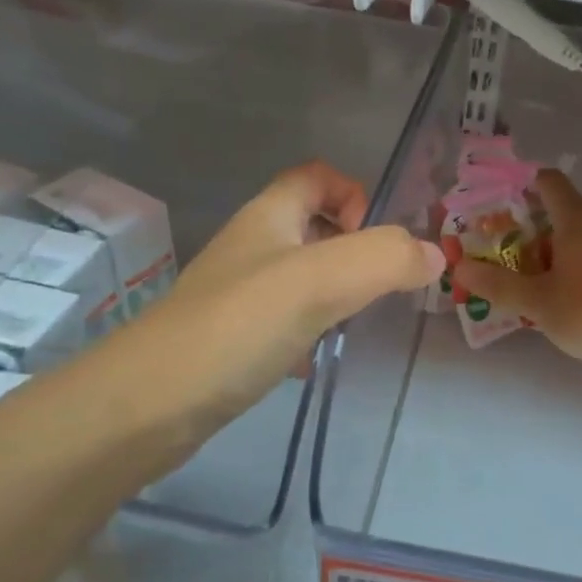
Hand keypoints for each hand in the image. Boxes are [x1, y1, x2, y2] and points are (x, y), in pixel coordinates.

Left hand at [94, 162, 443, 447]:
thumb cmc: (237, 326)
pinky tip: (313, 359)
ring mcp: (237, 294)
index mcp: (268, 216)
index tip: (372, 240)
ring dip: (335, 292)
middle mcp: (251, 247)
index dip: (353, 193)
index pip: (316, 175)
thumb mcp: (319, 281)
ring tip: (352, 324)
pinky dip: (309, 331)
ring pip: (301, 276)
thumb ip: (384, 260)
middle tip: (377, 287)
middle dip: (353, 248)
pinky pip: (284, 320)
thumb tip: (434, 256)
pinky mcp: (231, 338)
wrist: (147, 405)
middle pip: (313, 225)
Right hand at [456, 169, 581, 367]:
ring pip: (580, 232)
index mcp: (576, 217)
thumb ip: (496, 284)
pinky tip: (560, 290)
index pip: (549, 182)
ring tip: (526, 272)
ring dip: (553, 245)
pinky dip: (574, 260)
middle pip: (563, 207)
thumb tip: (460, 268)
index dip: (523, 186)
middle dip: (532, 223)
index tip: (498, 205)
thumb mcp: (535, 301)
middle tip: (503, 245)